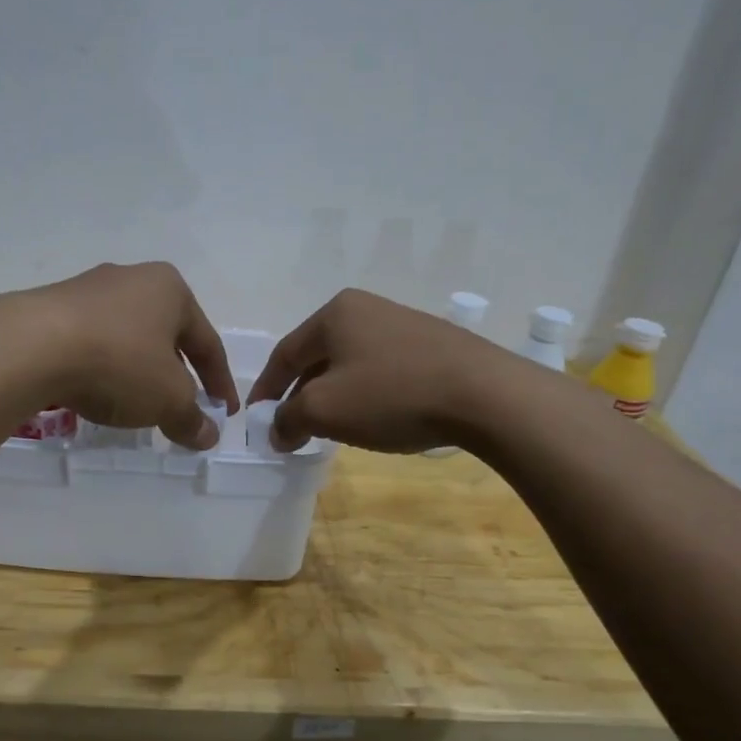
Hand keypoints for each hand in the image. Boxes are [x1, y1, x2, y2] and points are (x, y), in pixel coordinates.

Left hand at [29, 262, 238, 448]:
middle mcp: (132, 279)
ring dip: (138, 373)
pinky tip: (97, 393)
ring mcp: (88, 290)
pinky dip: (103, 370)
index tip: (224, 414)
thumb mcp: (168, 399)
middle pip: (167, 337)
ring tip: (137, 405)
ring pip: (128, 339)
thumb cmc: (120, 362)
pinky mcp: (52, 308)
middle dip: (177, 376)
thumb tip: (208, 436)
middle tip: (181, 409)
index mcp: (170, 290)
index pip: (208, 343)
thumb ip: (191, 418)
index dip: (220, 384)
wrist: (31, 346)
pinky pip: (92, 344)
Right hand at [245, 289, 506, 452]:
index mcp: (335, 314)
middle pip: (318, 357)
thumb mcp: (325, 410)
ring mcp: (403, 324)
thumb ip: (289, 419)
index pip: (285, 354)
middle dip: (301, 395)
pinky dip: (368, 395)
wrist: (484, 394)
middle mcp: (366, 309)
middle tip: (293, 429)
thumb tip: (276, 431)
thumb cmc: (391, 395)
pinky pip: (383, 370)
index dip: (267, 391)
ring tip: (332, 428)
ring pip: (352, 364)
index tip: (257, 421)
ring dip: (335, 396)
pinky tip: (376, 418)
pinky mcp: (433, 345)